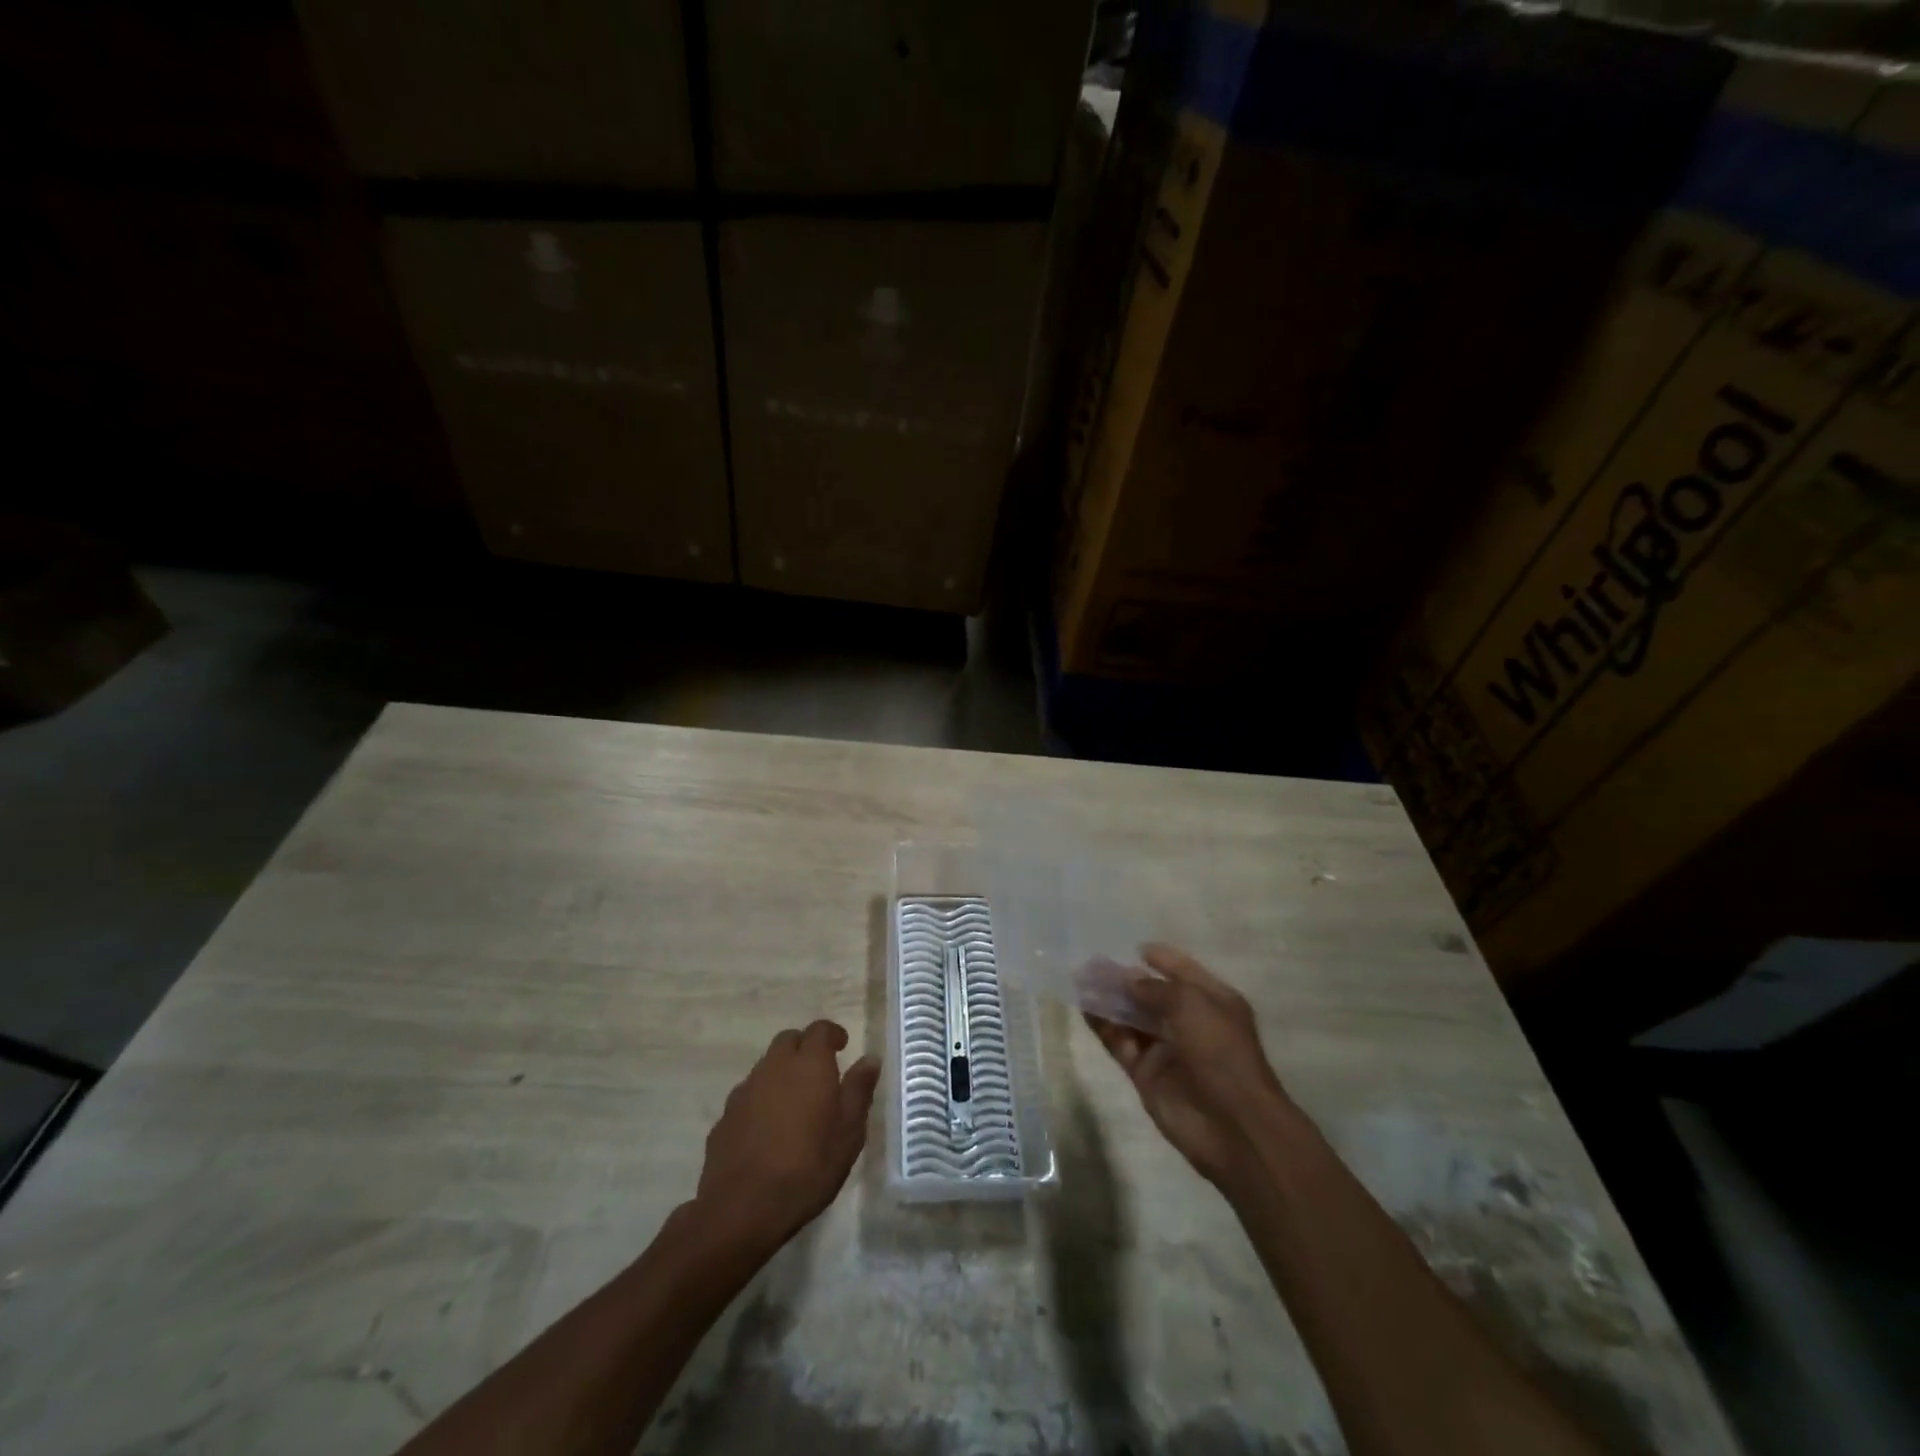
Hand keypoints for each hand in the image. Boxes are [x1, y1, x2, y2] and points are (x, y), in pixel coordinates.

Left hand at [695, 1021, 879, 1253]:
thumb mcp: (849, 1133)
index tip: (842, 1046)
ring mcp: (745, 1090)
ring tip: (796, 1102)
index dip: (832, 1034)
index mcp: (808, 1064)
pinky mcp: (725, 1116)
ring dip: (782, 1073)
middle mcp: (774, 1067)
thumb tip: (870, 1059)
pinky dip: (762, 1099)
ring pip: (767, 1066)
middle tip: (820, 1071)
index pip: (819, 1029)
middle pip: (789, 1041)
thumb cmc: (808, 1167)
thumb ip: (859, 1090)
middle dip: (805, 1048)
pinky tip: (768, 1128)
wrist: (742, 1208)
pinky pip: (748, 1094)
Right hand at [1085, 945, 1291, 1189]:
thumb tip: (1126, 981)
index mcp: (1212, 1000)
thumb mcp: (1190, 1003)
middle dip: (1123, 978)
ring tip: (1079, 980)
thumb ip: (1153, 988)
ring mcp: (1166, 1048)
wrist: (1232, 1124)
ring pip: (1131, 1017)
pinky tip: (1085, 1008)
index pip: (1182, 971)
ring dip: (1108, 1000)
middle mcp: (1189, 1021)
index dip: (1160, 959)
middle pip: (1151, 994)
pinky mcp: (1146, 1073)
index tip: (1133, 948)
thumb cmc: (1220, 1050)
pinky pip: (1120, 1042)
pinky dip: (1103, 1026)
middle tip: (1090, 964)